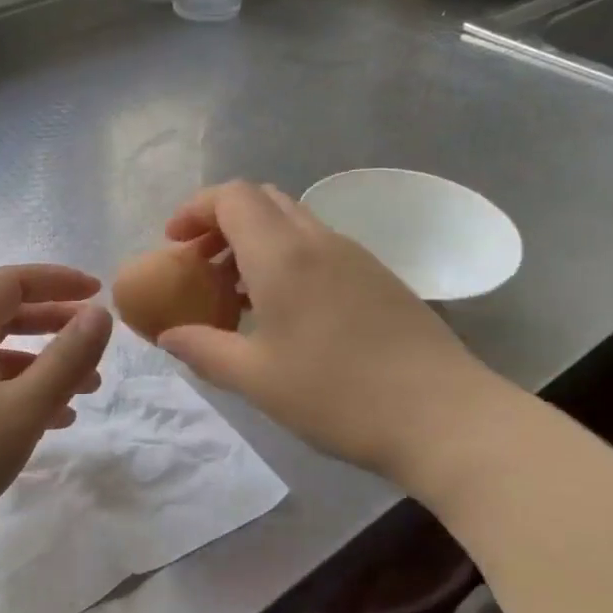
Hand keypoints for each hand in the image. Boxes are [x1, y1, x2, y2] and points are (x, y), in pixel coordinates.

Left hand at [0, 264, 112, 561]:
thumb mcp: (22, 408)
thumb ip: (66, 359)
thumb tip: (99, 313)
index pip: (12, 281)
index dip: (57, 280)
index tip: (96, 293)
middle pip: (6, 316)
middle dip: (55, 323)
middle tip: (95, 341)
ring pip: (0, 358)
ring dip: (44, 365)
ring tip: (87, 391)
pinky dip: (23, 395)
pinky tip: (51, 423)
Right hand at [156, 182, 510, 490]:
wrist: (443, 416)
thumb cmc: (337, 395)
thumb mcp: (256, 379)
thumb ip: (203, 349)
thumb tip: (169, 336)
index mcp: (282, 255)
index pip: (232, 197)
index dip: (196, 209)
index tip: (174, 242)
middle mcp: (319, 241)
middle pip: (263, 200)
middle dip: (223, 221)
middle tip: (202, 265)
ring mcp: (355, 256)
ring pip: (294, 222)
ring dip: (257, 241)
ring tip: (238, 293)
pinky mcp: (379, 277)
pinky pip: (320, 247)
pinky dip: (288, 258)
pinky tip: (286, 311)